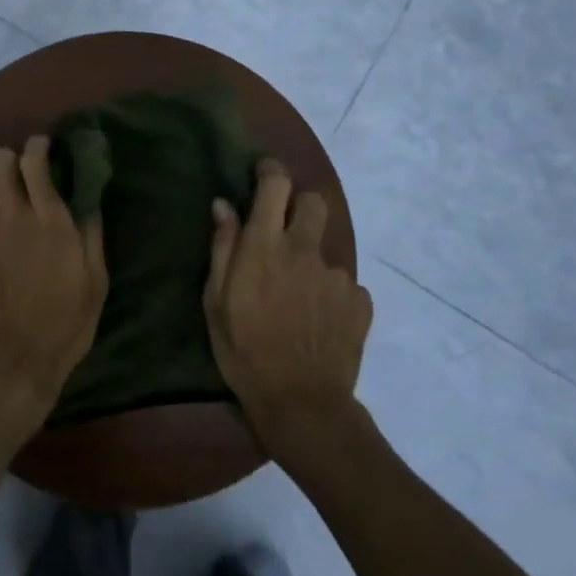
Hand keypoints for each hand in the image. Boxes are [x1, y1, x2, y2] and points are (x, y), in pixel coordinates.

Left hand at [0, 135, 106, 426]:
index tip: (43, 149)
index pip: (35, 158)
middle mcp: (12, 215)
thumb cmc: (63, 326)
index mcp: (49, 219)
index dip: (38, 145)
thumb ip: (92, 234)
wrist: (12, 366)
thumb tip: (89, 197)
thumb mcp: (95, 282)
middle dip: (8, 159)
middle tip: (16, 176)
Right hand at [204, 158, 372, 456]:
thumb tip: (223, 205)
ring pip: (326, 249)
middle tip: (284, 231)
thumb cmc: (244, 351)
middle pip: (313, 202)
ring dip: (311, 261)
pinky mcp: (360, 302)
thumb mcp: (216, 301)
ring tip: (298, 297)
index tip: (264, 174)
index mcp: (265, 246)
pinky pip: (345, 284)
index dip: (271, 171)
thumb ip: (223, 247)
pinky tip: (320, 320)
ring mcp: (337, 275)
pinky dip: (331, 294)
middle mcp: (304, 250)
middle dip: (300, 206)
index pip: (276, 185)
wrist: (301, 404)